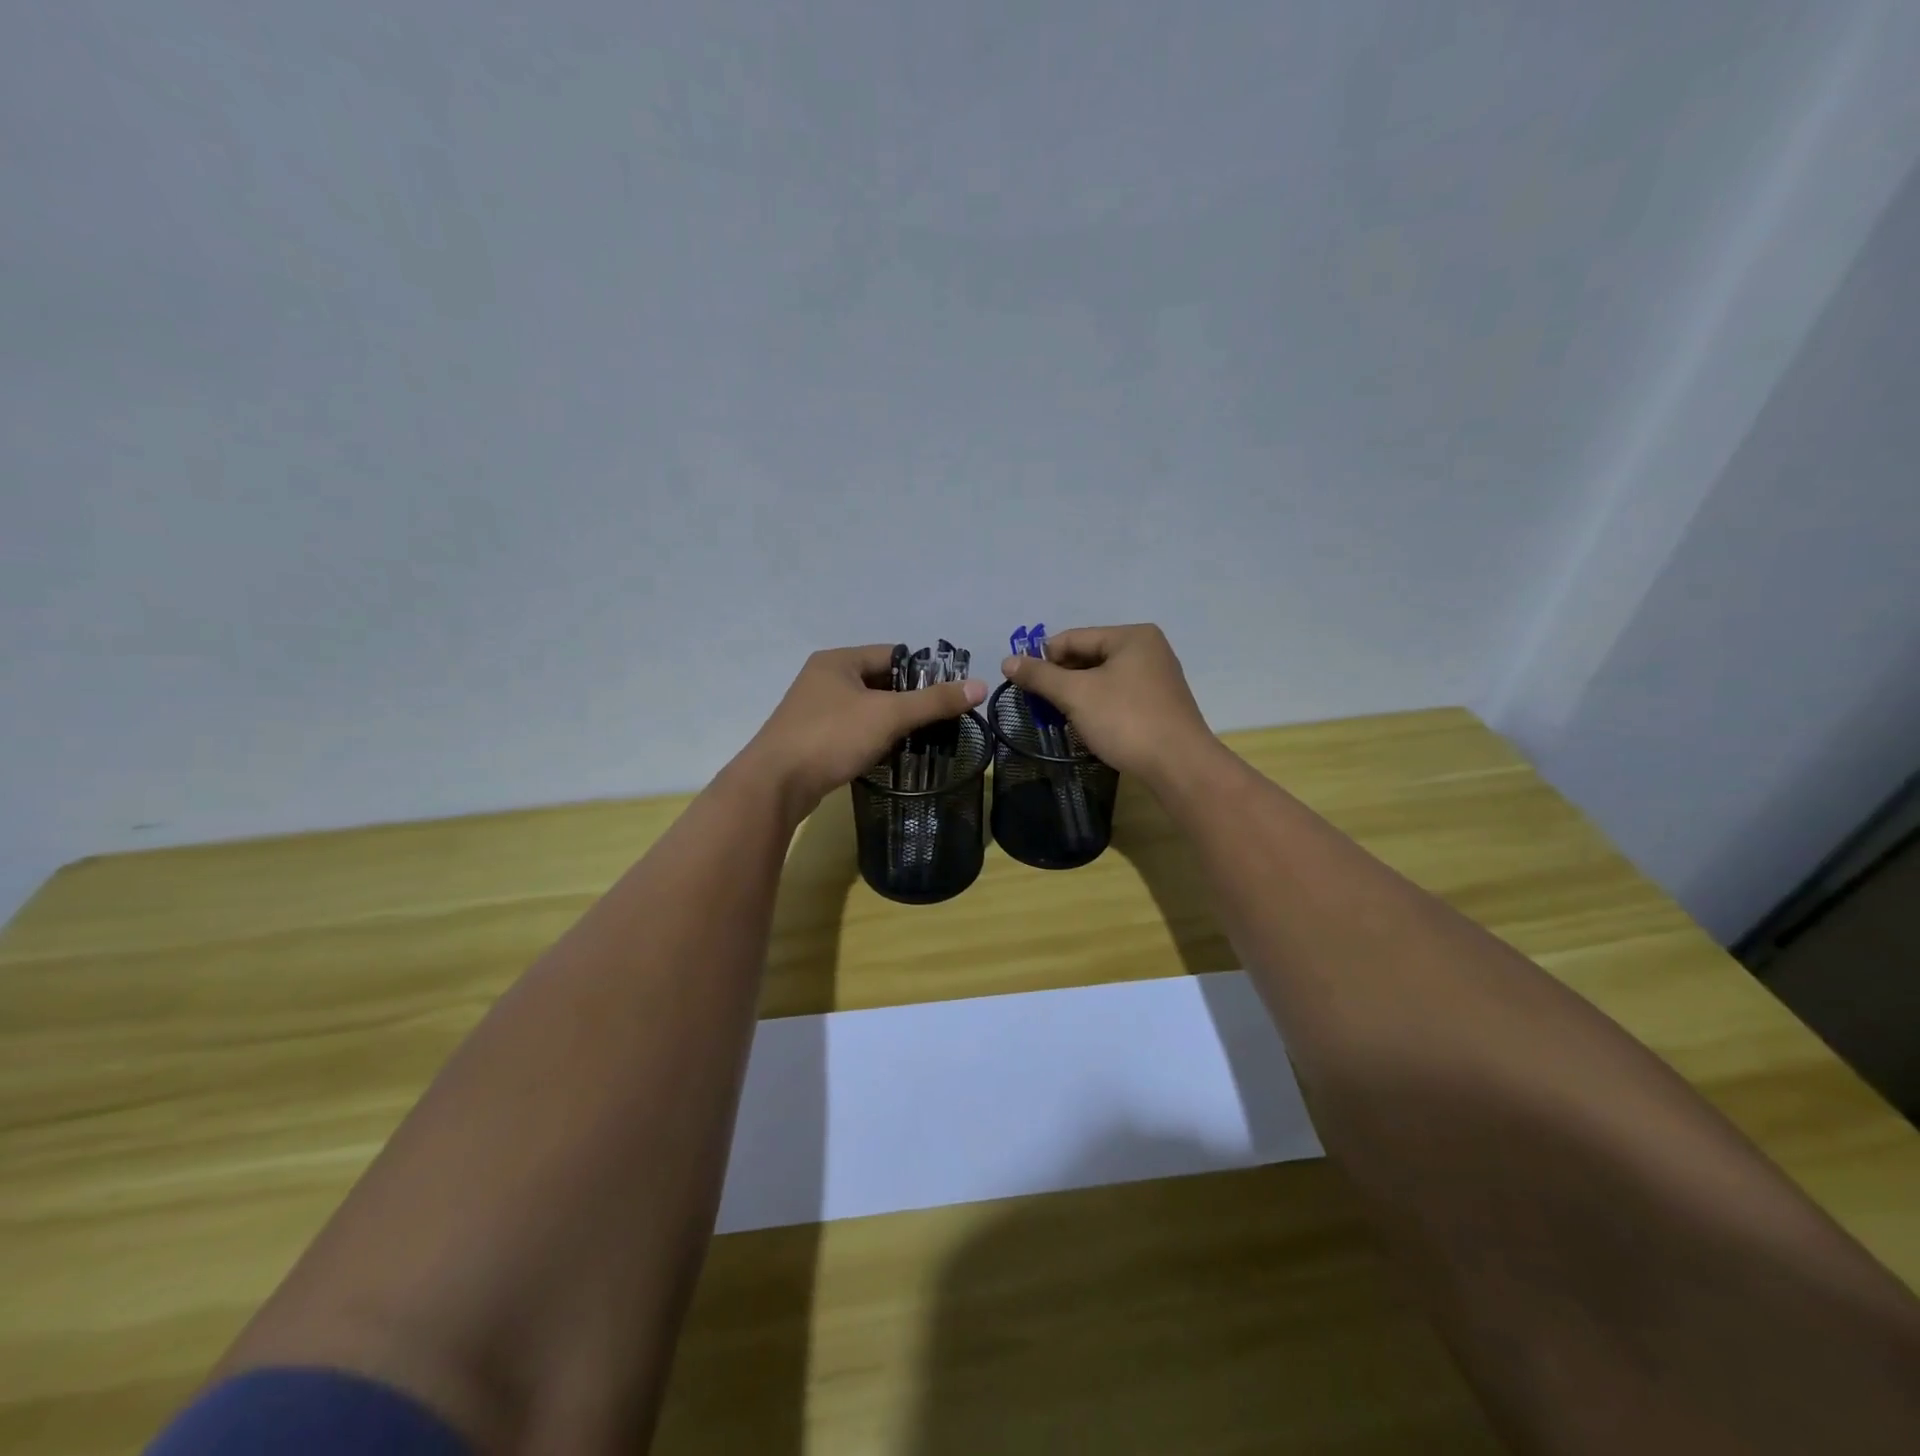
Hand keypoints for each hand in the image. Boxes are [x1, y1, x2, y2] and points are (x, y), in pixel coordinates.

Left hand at [739, 645, 986, 818]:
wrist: (775, 785)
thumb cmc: (831, 737)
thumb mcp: (889, 715)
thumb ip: (934, 701)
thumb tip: (980, 685)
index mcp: (838, 661)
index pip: (893, 654)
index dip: (924, 671)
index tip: (950, 693)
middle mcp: (823, 679)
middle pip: (880, 682)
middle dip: (909, 700)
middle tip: (941, 719)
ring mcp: (814, 710)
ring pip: (866, 709)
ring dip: (892, 722)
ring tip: (924, 739)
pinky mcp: (811, 739)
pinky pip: (852, 731)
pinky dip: (873, 739)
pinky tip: (892, 754)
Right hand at [1000, 624, 1214, 786]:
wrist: (1179, 766)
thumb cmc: (1125, 720)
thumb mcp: (1076, 695)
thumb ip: (1040, 676)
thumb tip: (1007, 661)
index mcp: (1131, 636)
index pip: (1073, 638)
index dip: (1043, 658)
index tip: (1019, 682)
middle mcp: (1147, 649)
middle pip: (1089, 655)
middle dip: (1060, 678)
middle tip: (1036, 702)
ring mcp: (1156, 677)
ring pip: (1102, 678)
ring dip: (1076, 694)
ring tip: (1055, 715)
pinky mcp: (1158, 704)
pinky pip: (1117, 695)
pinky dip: (1096, 705)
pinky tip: (1084, 723)